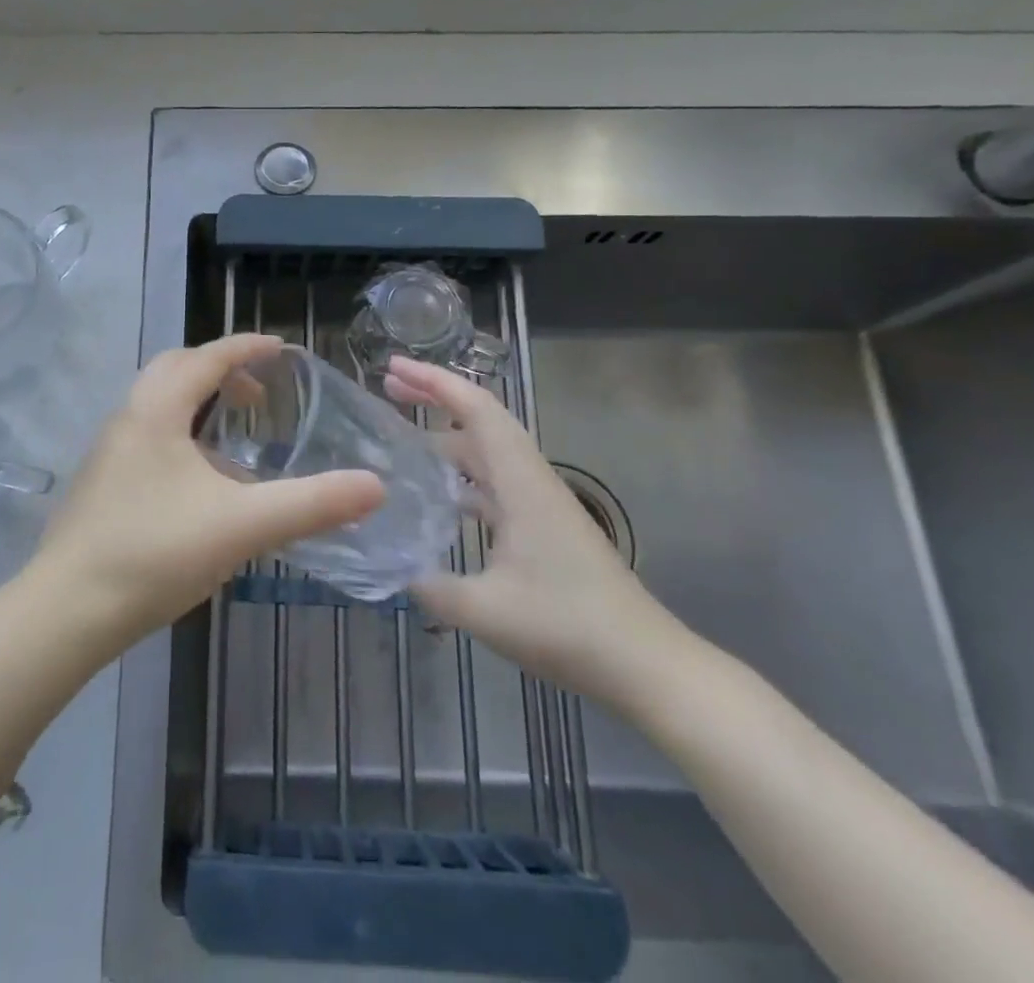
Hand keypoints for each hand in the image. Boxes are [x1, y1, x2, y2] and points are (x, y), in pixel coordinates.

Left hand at [29, 335, 384, 655]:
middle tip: (259, 394)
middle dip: (219, 369)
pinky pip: (146, 433)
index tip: (282, 349)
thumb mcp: (243, 525)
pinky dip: (179, 432)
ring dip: (196, 401)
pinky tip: (199, 482)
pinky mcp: (100, 482)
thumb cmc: (156, 552)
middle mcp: (128, 417)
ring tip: (234, 435)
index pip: (207, 358)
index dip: (247, 348)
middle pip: (175, 369)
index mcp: (157, 410)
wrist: (68, 610)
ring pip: (156, 403)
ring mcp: (108, 450)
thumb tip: (374, 486)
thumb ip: (311, 504)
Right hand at [385, 357, 690, 709]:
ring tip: (401, 437)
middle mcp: (530, 479)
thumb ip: (429, 585)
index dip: (433, 381)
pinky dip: (462, 475)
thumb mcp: (483, 610)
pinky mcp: (543, 527)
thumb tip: (391, 566)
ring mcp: (538, 503)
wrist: (644, 665)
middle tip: (388, 388)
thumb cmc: (566, 627)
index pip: (476, 409)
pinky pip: (494, 482)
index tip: (393, 367)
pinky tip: (437, 496)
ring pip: (487, 451)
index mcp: (520, 481)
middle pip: (480, 419)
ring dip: (446, 436)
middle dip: (435, 397)